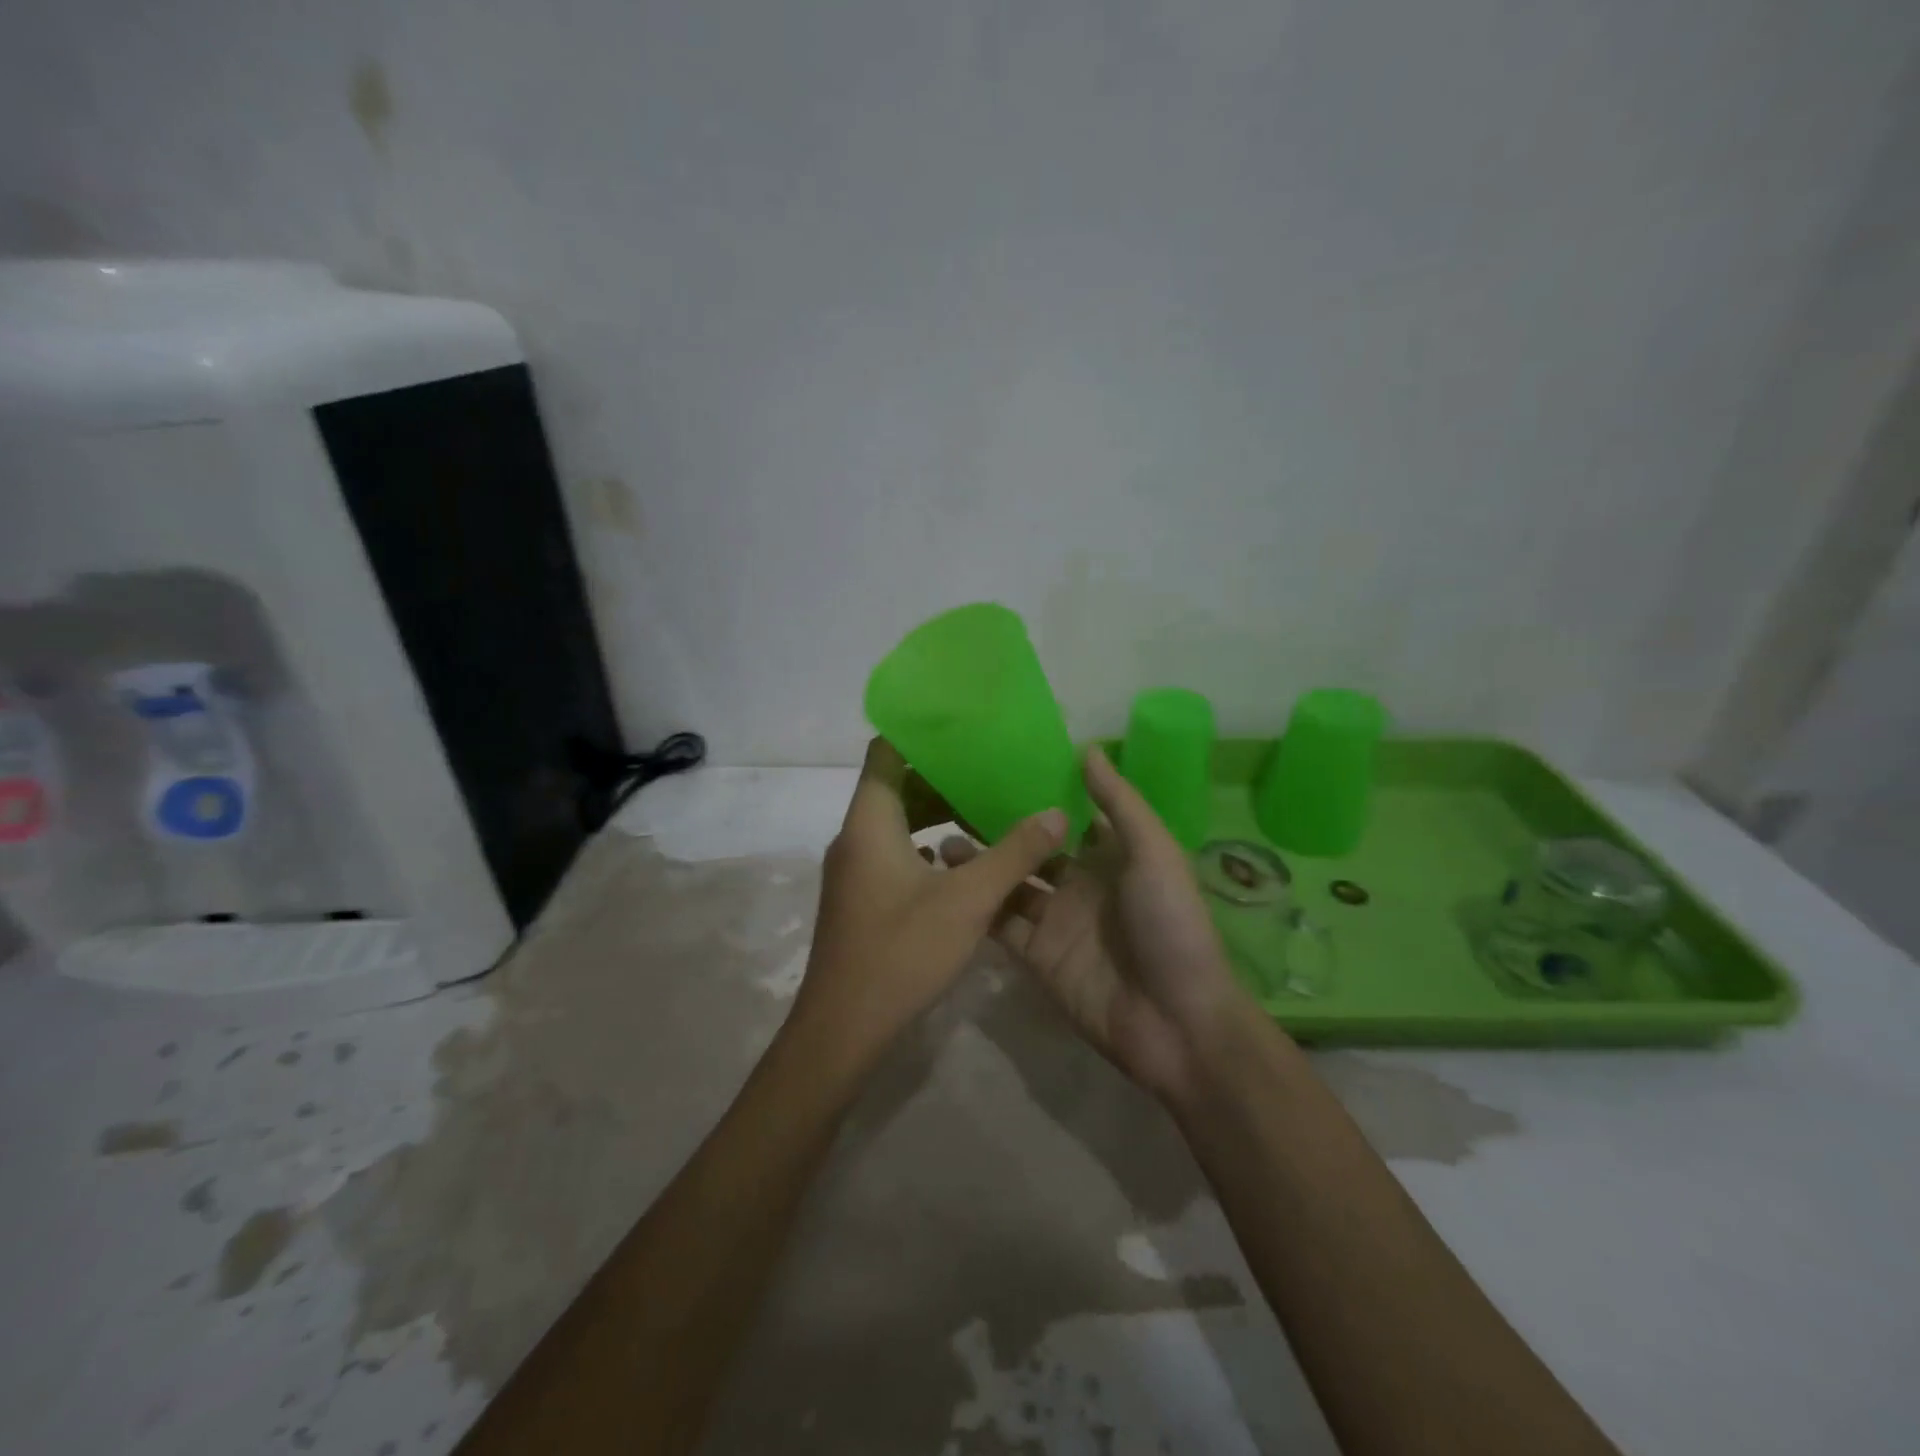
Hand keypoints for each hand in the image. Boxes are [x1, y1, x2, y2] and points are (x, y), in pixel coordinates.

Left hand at [793, 738, 1067, 1066]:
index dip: (921, 734)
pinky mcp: (860, 897)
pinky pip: (894, 853)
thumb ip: (1015, 853)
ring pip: (898, 824)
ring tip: (987, 812)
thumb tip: (1057, 813)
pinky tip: (965, 863)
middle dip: (943, 778)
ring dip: (938, 815)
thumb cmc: (902, 952)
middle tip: (992, 772)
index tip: (964, 728)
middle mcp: (855, 836)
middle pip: (896, 786)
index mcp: (870, 821)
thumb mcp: (969, 900)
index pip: (886, 752)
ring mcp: (854, 869)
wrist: (842, 1028)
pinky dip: (927, 848)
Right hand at [942, 746, 1256, 1102]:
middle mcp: (1079, 886)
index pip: (1068, 819)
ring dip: (980, 866)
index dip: (1039, 796)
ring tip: (940, 839)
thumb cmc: (1170, 924)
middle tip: (955, 802)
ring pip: (1009, 886)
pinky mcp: (1036, 958)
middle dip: (1000, 830)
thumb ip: (1119, 802)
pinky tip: (946, 887)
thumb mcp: (1154, 852)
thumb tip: (1087, 748)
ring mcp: (1055, 923)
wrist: (1175, 1020)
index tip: (1000, 767)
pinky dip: (977, 908)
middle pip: (1032, 852)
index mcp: (1110, 858)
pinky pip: (1002, 927)